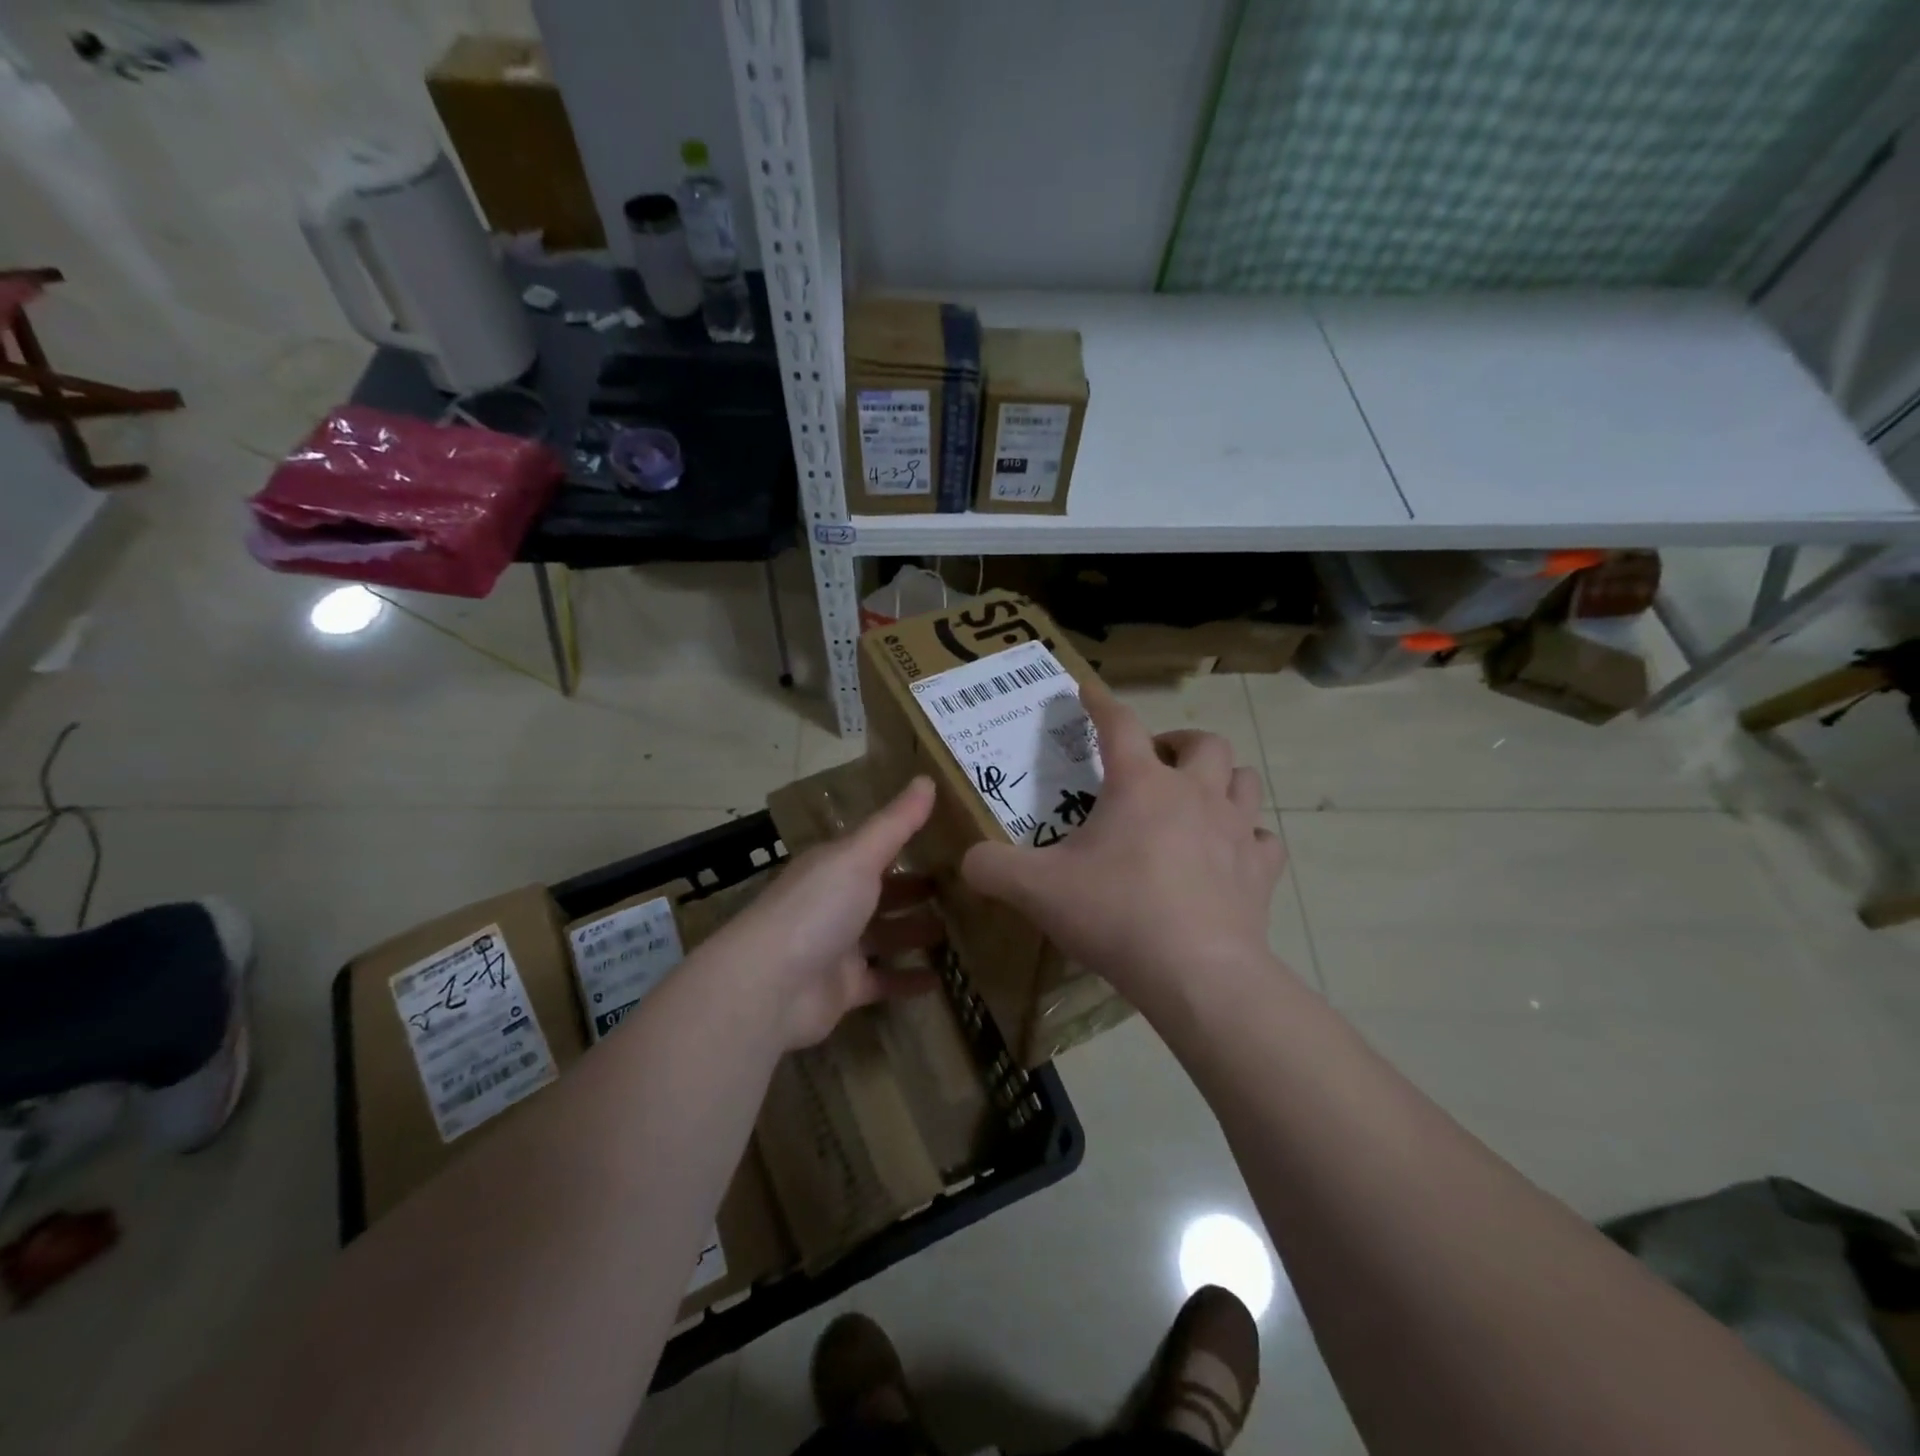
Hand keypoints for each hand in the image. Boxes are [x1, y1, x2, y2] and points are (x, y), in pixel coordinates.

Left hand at [717, 777, 942, 1048]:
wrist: (769, 987)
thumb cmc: (815, 909)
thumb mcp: (858, 856)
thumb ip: (895, 823)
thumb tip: (927, 778)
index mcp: (834, 866)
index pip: (876, 849)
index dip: (909, 842)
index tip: (951, 839)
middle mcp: (835, 902)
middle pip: (883, 892)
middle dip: (918, 890)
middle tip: (965, 889)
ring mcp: (838, 947)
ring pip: (886, 936)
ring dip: (917, 932)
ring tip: (961, 930)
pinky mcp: (843, 988)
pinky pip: (883, 980)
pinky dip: (908, 980)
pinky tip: (941, 979)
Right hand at [961, 682, 1286, 1015]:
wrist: (1196, 973)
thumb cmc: (1116, 914)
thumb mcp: (1037, 890)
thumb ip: (993, 868)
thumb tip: (968, 860)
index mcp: (1140, 785)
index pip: (1119, 724)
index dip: (1101, 703)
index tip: (1089, 691)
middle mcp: (1195, 794)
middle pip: (1203, 742)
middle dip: (1179, 742)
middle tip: (1157, 762)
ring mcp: (1235, 830)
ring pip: (1244, 779)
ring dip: (1222, 779)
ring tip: (1197, 798)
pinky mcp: (1260, 871)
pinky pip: (1263, 839)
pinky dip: (1248, 838)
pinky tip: (1231, 854)